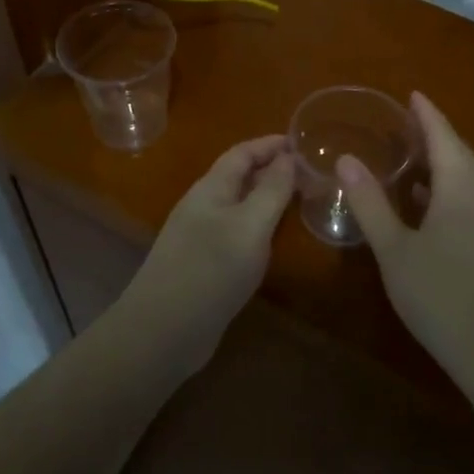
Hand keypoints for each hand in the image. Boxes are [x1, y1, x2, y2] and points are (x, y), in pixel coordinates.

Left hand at [117, 136, 294, 370]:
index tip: (303, 143)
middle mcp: (203, 207)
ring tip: (299, 201)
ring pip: (238, 206)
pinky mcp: (203, 265)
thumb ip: (272, 190)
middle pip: (239, 177)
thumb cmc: (210, 270)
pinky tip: (273, 241)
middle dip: (271, 169)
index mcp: (211, 189)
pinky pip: (236, 233)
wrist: (163, 331)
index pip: (242, 153)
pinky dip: (258, 227)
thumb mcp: (250, 226)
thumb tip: (289, 157)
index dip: (270, 144)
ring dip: (266, 198)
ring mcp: (200, 237)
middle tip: (310, 173)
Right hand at [336, 94, 473, 382]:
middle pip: (461, 155)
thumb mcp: (395, 250)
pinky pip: (472, 202)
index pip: (444, 137)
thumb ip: (370, 204)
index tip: (412, 94)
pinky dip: (450, 190)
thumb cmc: (442, 296)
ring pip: (469, 180)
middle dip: (437, 135)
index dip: (427, 114)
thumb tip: (347, 160)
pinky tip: (430, 206)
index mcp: (461, 189)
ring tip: (414, 159)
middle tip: (409, 123)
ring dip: (444, 164)